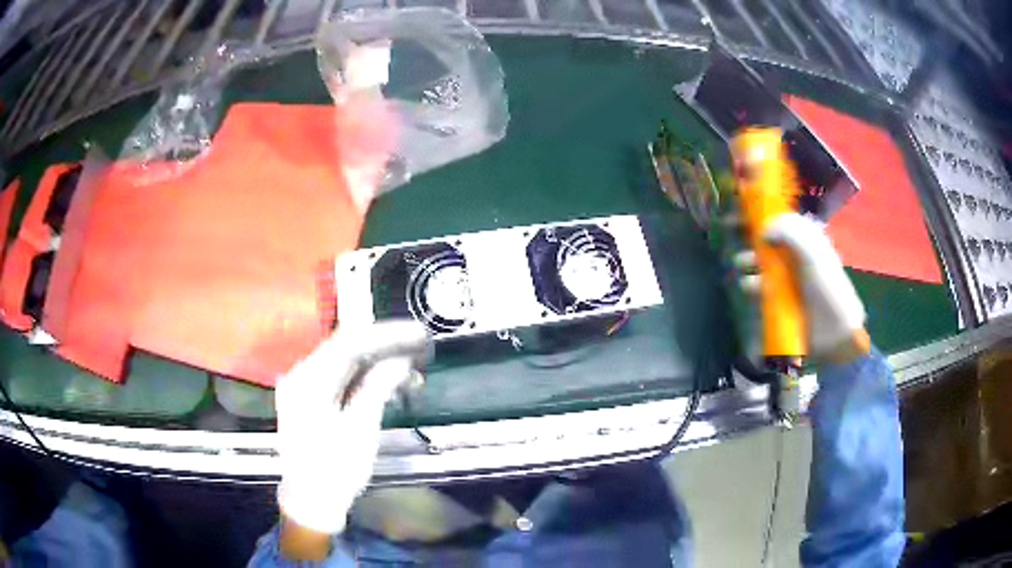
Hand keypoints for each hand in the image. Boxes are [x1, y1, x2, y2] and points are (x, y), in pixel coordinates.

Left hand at [275, 320, 428, 535]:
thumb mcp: (360, 430)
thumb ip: (377, 388)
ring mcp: (304, 386)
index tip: (416, 333)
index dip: (385, 335)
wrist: (312, 500)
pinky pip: (341, 378)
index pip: (348, 342)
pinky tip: (390, 385)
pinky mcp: (311, 398)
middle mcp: (301, 375)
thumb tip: (401, 360)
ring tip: (411, 371)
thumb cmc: (336, 469)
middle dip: (384, 346)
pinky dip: (366, 378)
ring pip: (345, 362)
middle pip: (345, 347)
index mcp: (307, 381)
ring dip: (378, 363)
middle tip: (419, 347)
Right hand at [739, 212, 868, 361]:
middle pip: (765, 238)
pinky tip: (750, 287)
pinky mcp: (776, 299)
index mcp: (804, 240)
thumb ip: (790, 234)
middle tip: (730, 229)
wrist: (834, 332)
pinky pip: (757, 287)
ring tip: (743, 265)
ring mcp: (784, 278)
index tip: (742, 208)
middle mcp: (792, 255)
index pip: (779, 218)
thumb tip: (762, 229)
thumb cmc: (828, 289)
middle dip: (748, 234)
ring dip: (747, 260)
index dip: (761, 211)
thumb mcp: (814, 254)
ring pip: (758, 262)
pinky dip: (750, 284)